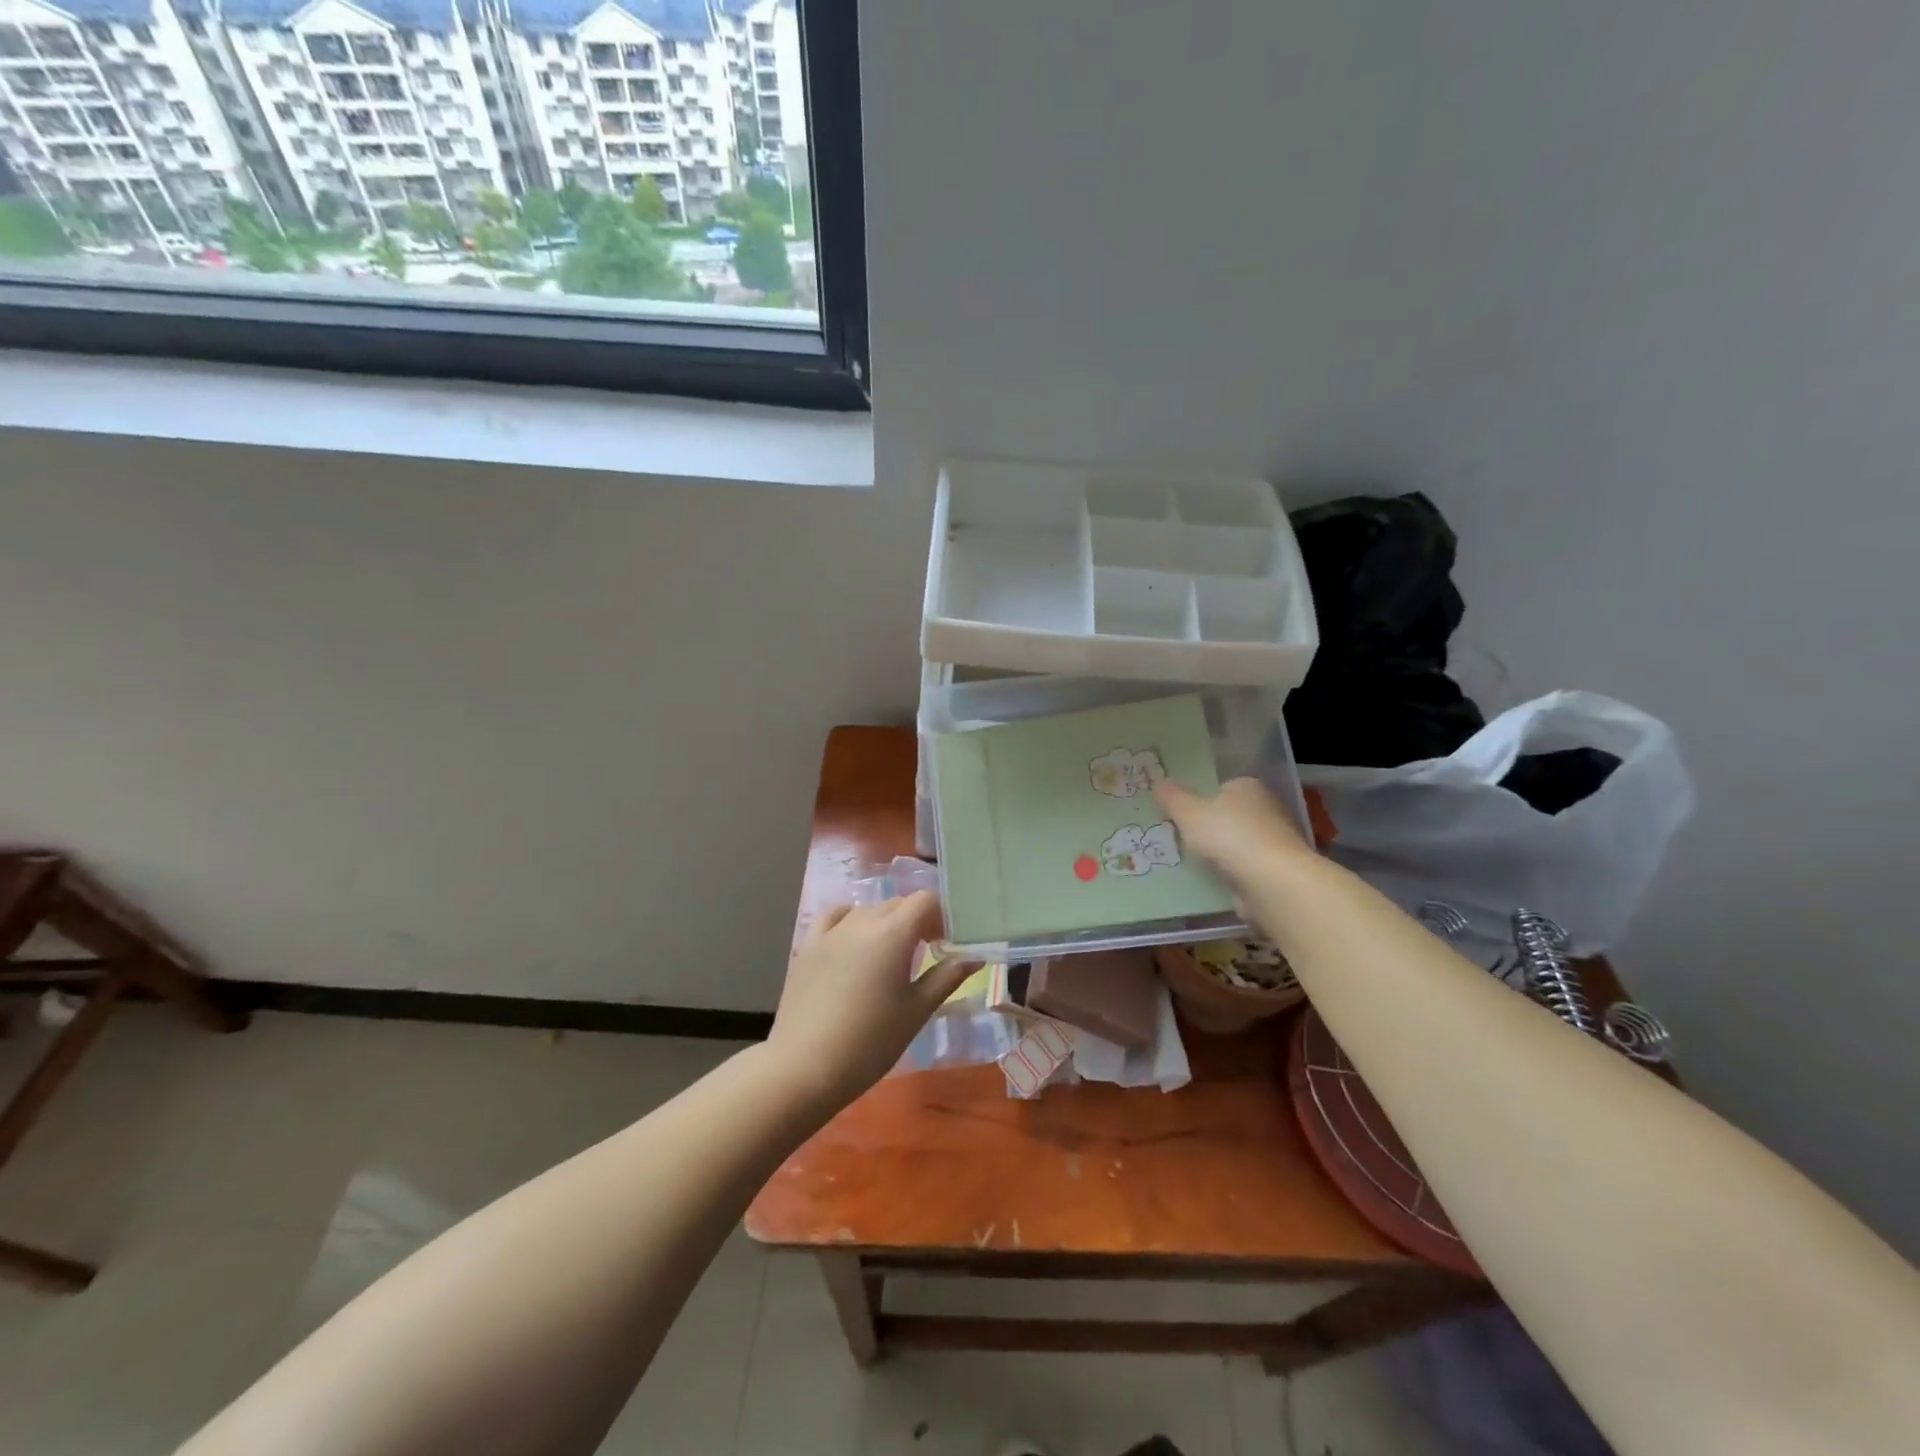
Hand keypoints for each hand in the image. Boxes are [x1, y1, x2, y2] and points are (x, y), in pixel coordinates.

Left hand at [766, 891, 977, 1114]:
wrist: (805, 1067)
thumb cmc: (870, 1042)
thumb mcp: (917, 1011)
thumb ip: (946, 977)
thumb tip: (974, 956)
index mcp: (893, 933)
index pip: (925, 901)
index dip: (941, 916)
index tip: (947, 944)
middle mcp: (862, 921)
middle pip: (898, 904)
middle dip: (917, 921)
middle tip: (926, 954)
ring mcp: (831, 931)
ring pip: (868, 910)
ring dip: (886, 923)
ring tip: (890, 957)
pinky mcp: (808, 946)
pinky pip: (835, 918)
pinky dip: (851, 921)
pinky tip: (854, 941)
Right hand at [1153, 777, 1311, 894]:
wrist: (1272, 883)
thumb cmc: (1229, 836)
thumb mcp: (1188, 812)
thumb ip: (1172, 797)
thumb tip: (1158, 782)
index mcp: (1248, 787)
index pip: (1222, 787)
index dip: (1201, 799)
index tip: (1182, 815)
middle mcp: (1268, 809)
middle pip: (1230, 815)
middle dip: (1210, 827)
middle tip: (1182, 839)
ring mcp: (1275, 842)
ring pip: (1238, 843)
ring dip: (1221, 854)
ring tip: (1191, 864)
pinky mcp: (1277, 871)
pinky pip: (1245, 868)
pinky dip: (1232, 874)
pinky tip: (1212, 883)